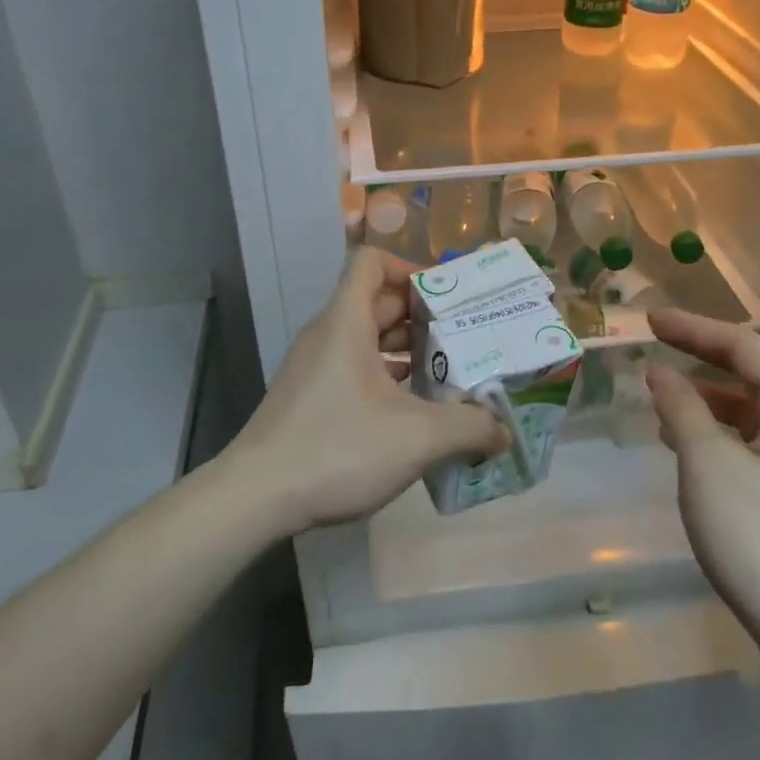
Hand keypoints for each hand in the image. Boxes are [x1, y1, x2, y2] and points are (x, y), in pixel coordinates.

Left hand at [223, 247, 509, 534]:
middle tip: (466, 338)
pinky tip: (415, 411)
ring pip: (367, 338)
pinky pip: (355, 368)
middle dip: (423, 315)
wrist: (255, 498)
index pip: (372, 262)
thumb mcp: (417, 438)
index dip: (411, 269)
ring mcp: (315, 367)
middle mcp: (328, 334)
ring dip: (407, 350)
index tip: (447, 299)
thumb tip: (503, 431)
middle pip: (377, 301)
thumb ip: (470, 429)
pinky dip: (387, 377)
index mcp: (346, 321)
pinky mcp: (311, 397)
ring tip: (449, 375)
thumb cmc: (337, 448)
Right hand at [646, 309, 759, 669]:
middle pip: (751, 376)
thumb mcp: (708, 465)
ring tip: (660, 403)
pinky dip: (717, 435)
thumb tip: (661, 372)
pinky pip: (753, 446)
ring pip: (751, 414)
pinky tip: (688, 451)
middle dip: (700, 361)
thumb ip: (681, 409)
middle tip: (652, 352)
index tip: (649, 321)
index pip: (744, 347)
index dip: (694, 328)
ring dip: (705, 401)